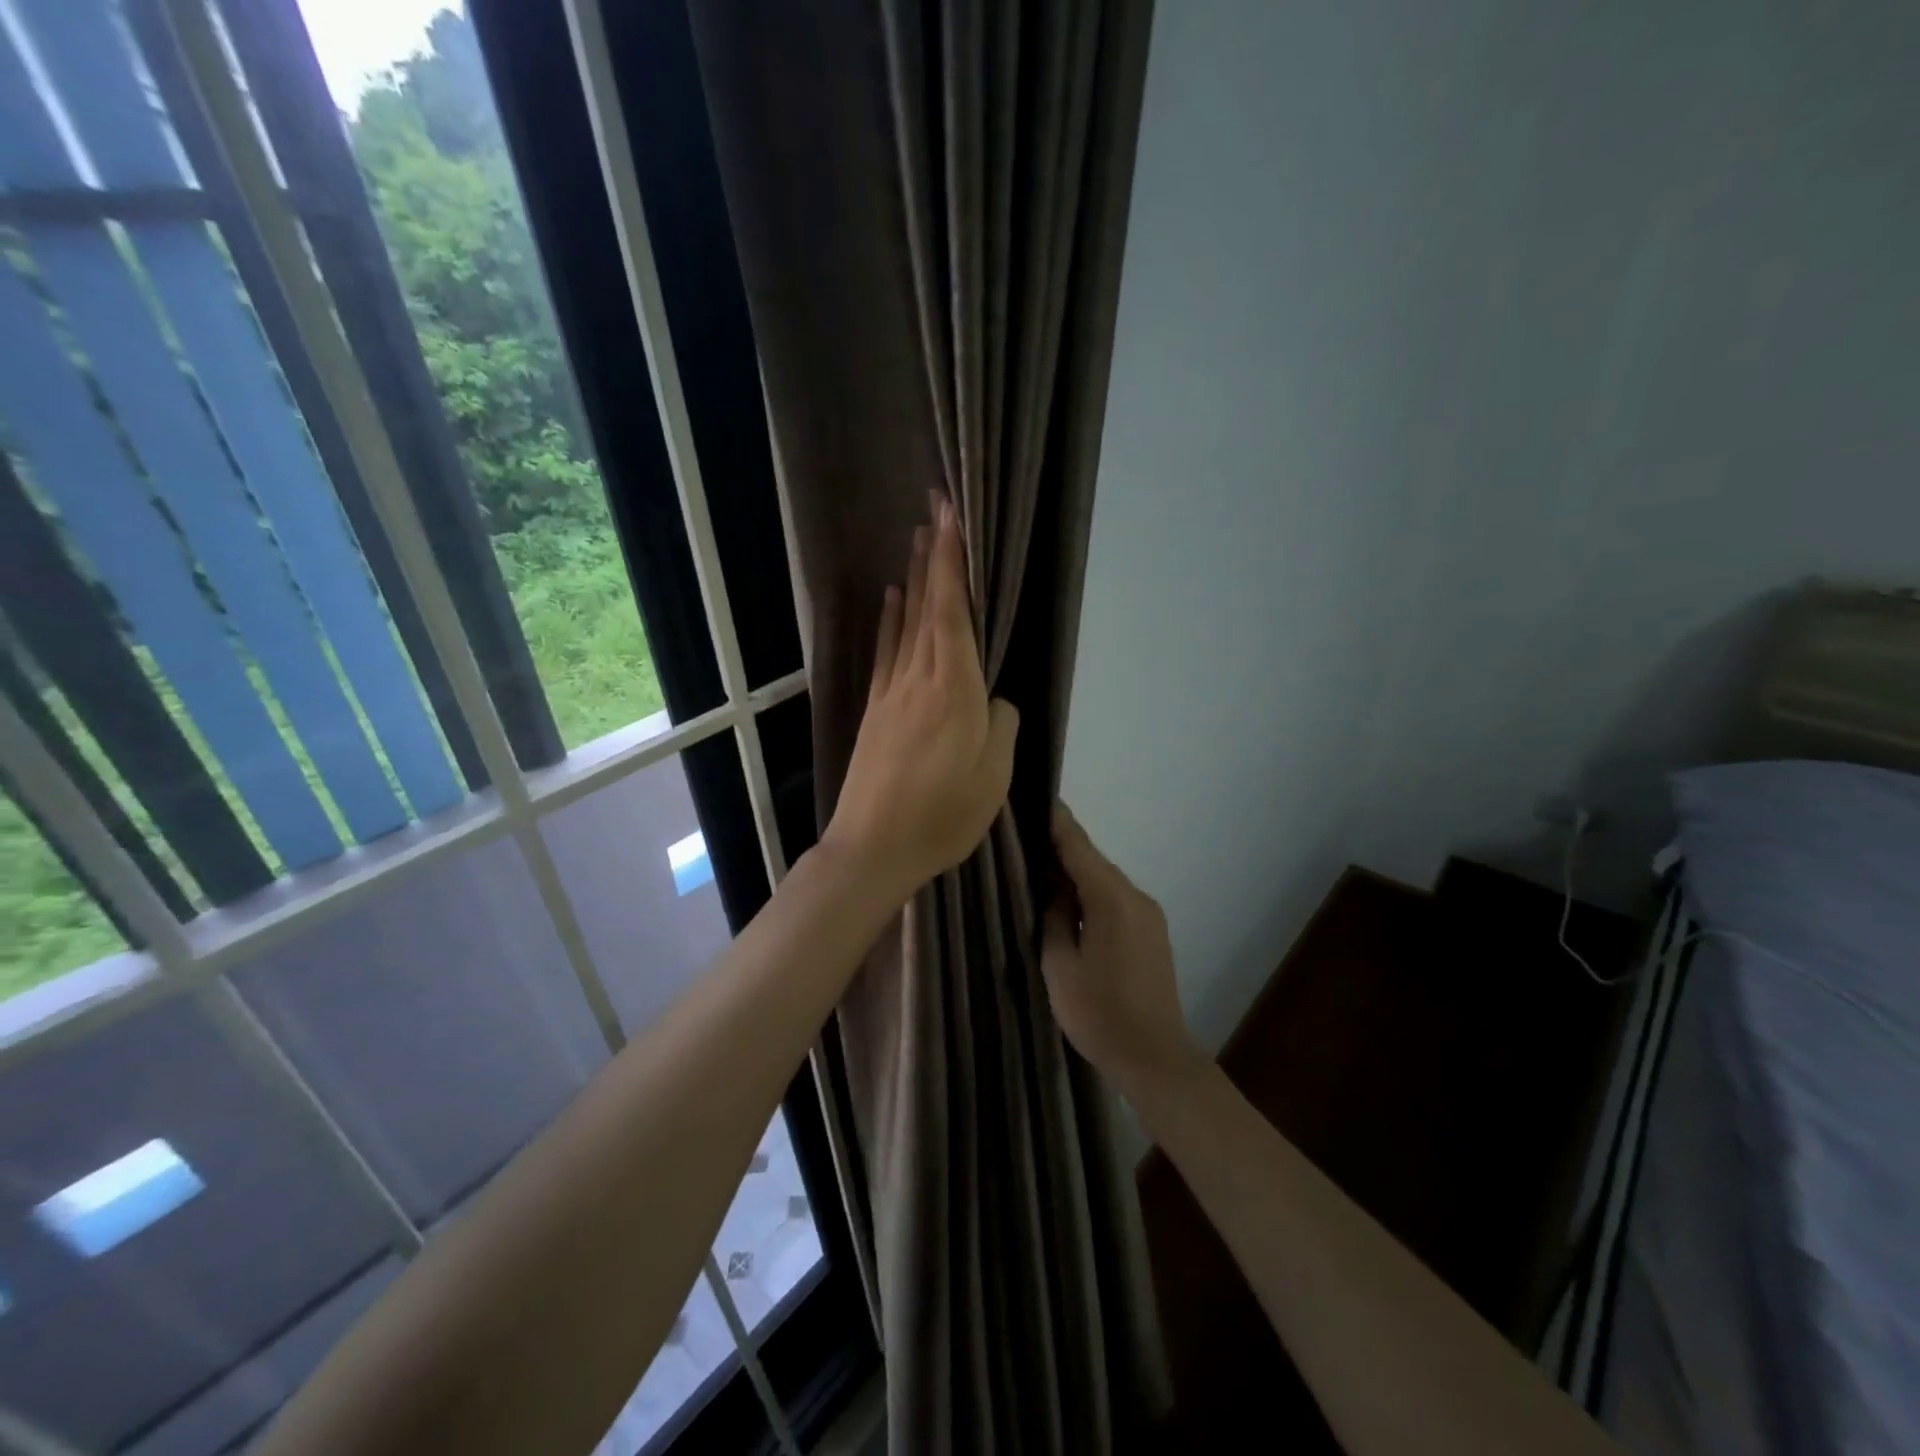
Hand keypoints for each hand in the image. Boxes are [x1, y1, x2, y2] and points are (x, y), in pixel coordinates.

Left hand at [820, 492, 1018, 903]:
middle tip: (934, 508)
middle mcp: (920, 678)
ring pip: (906, 623)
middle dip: (933, 554)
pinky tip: (890, 600)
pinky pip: (886, 653)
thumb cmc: (943, 814)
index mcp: (955, 689)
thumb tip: (992, 701)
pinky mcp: (876, 711)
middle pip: (927, 606)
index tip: (950, 517)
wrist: (873, 846)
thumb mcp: (994, 776)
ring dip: (913, 579)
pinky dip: (889, 621)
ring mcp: (892, 693)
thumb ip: (1001, 725)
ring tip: (916, 540)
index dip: (952, 562)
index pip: (953, 611)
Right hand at [1043, 803, 1205, 1098]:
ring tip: (1042, 871)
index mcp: (1112, 899)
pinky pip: (1116, 901)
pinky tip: (1070, 904)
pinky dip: (1092, 895)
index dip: (1057, 822)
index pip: (1079, 848)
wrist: (1154, 1057)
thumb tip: (1056, 892)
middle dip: (1062, 850)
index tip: (1038, 798)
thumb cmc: (1099, 1013)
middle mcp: (1135, 897)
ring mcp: (1149, 915)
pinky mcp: (1152, 933)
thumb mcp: (1060, 965)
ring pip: (1105, 882)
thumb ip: (1055, 918)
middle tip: (1027, 839)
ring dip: (1076, 875)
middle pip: (1093, 862)